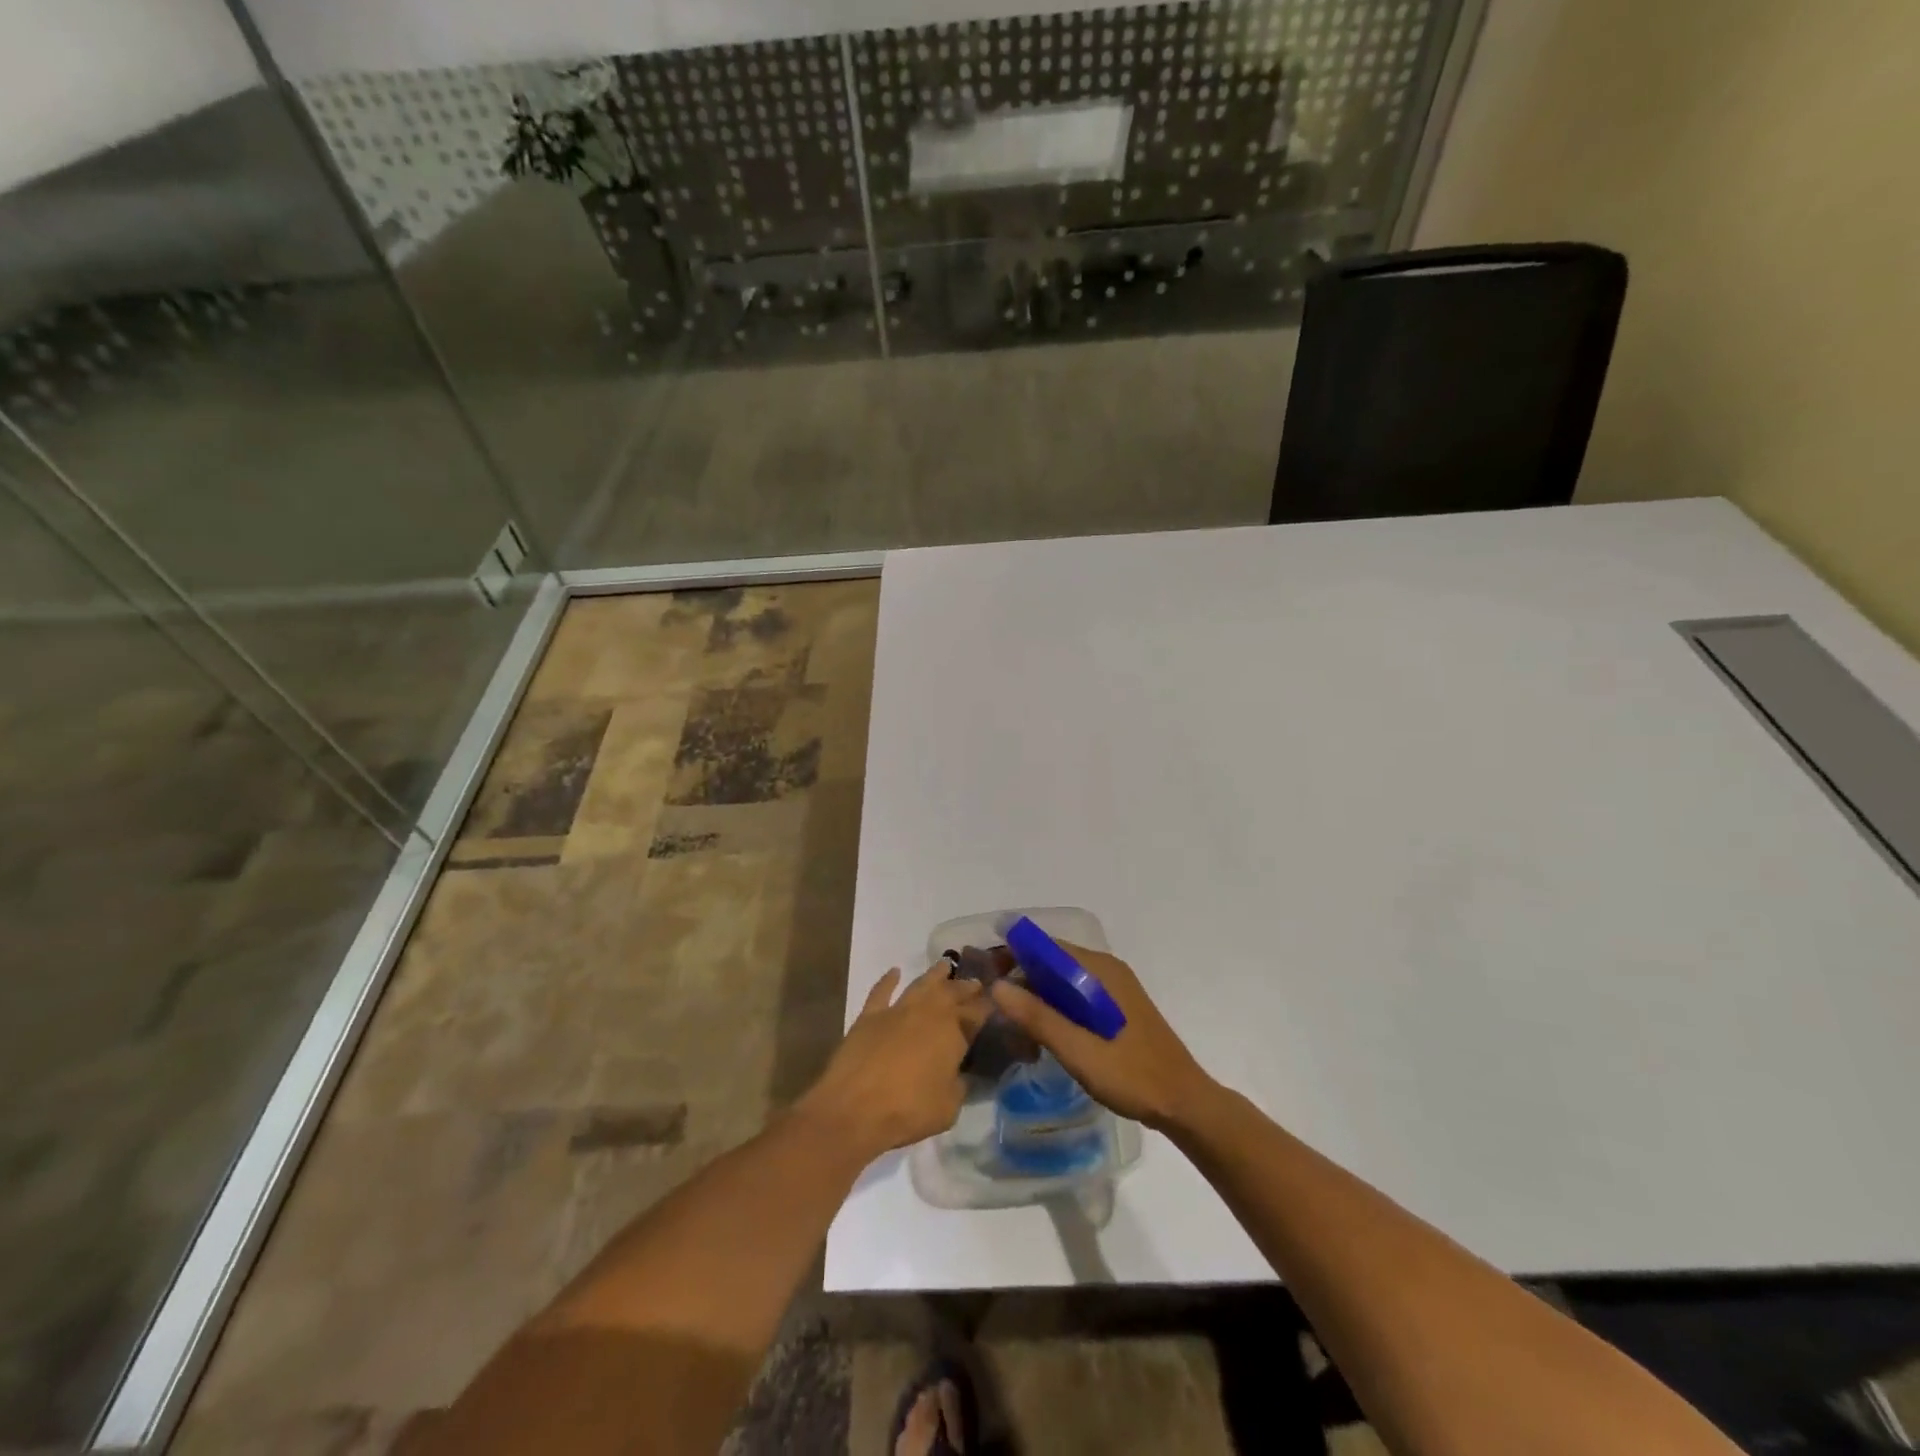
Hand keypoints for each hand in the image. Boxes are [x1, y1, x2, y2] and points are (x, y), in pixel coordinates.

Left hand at [798, 966, 986, 1162]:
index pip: (977, 1012)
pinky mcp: (869, 1015)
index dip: (988, 1005)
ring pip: (921, 984)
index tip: (997, 999)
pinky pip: (881, 991)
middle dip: (966, 986)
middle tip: (975, 982)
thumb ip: (959, 1085)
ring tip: (944, 966)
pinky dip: (888, 980)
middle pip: (952, 992)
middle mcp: (928, 1012)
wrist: (854, 1108)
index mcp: (953, 1032)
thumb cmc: (909, 1110)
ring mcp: (897, 1010)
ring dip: (935, 974)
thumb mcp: (949, 1107)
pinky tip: (894, 972)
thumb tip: (960, 1074)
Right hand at [990, 944, 1214, 1131]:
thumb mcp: (1078, 1049)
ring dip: (1037, 997)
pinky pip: (1076, 996)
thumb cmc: (1131, 1074)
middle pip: (1053, 961)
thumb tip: (996, 986)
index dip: (1013, 955)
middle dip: (1022, 979)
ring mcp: (1114, 989)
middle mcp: (1106, 970)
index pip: (1045, 946)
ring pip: (1063, 981)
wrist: (1183, 1103)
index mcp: (1099, 970)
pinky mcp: (1117, 1009)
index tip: (985, 975)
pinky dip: (1055, 1009)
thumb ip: (1037, 1017)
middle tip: (994, 1007)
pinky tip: (1043, 1036)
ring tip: (1014, 1026)